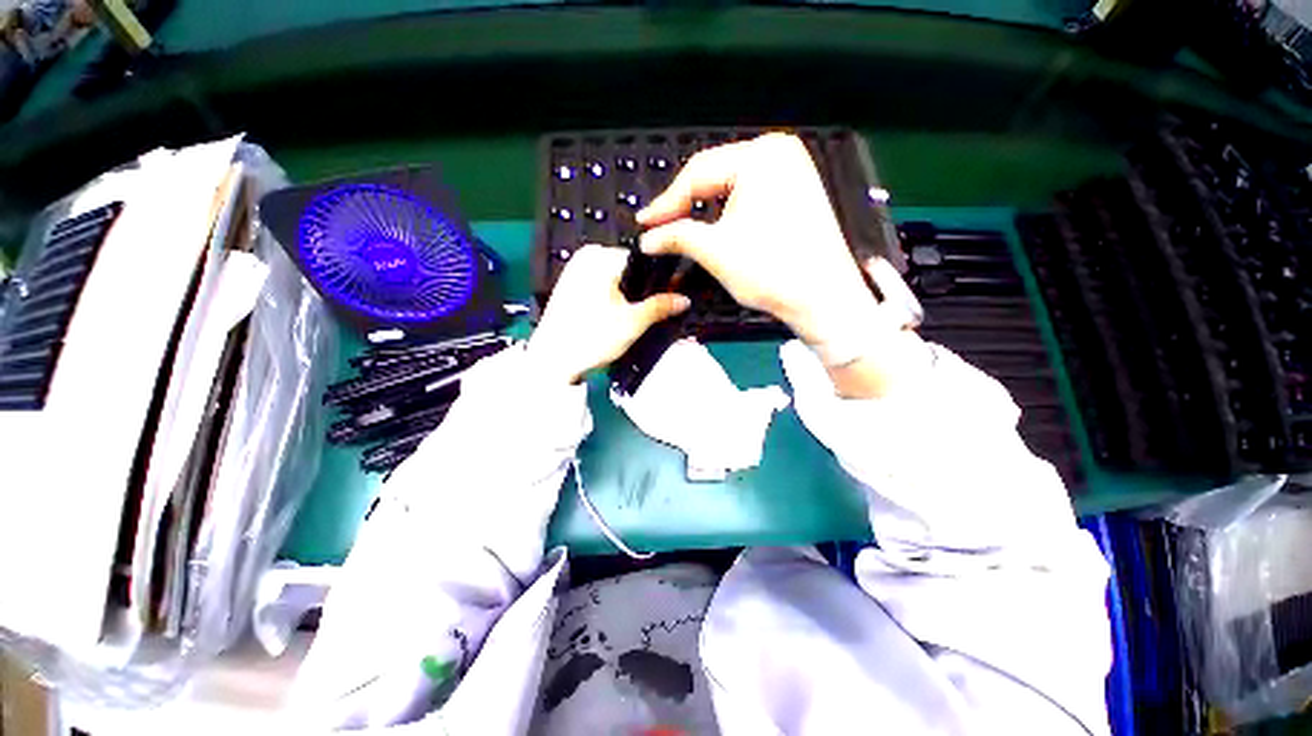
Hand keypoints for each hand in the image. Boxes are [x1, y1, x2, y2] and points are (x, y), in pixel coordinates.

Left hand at [527, 245, 690, 384]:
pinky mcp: (571, 285)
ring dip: (632, 295)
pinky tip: (623, 314)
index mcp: (600, 256)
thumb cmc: (592, 338)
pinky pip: (603, 285)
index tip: (674, 296)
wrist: (551, 362)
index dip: (662, 279)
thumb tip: (685, 299)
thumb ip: (659, 307)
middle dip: (647, 289)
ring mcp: (576, 270)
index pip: (644, 260)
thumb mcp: (631, 323)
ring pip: (617, 278)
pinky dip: (616, 298)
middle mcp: (587, 256)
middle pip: (630, 269)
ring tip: (644, 315)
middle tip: (661, 310)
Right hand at [638, 133, 876, 345]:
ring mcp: (792, 169)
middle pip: (715, 176)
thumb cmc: (769, 270)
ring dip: (706, 209)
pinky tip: (715, 226)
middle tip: (661, 227)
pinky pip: (751, 194)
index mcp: (759, 156)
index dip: (666, 203)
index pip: (697, 173)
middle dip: (686, 204)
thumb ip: (676, 236)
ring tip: (682, 228)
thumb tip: (646, 238)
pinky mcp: (797, 190)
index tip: (644, 224)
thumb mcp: (715, 251)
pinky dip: (728, 212)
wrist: (823, 299)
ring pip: (732, 186)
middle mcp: (778, 151)